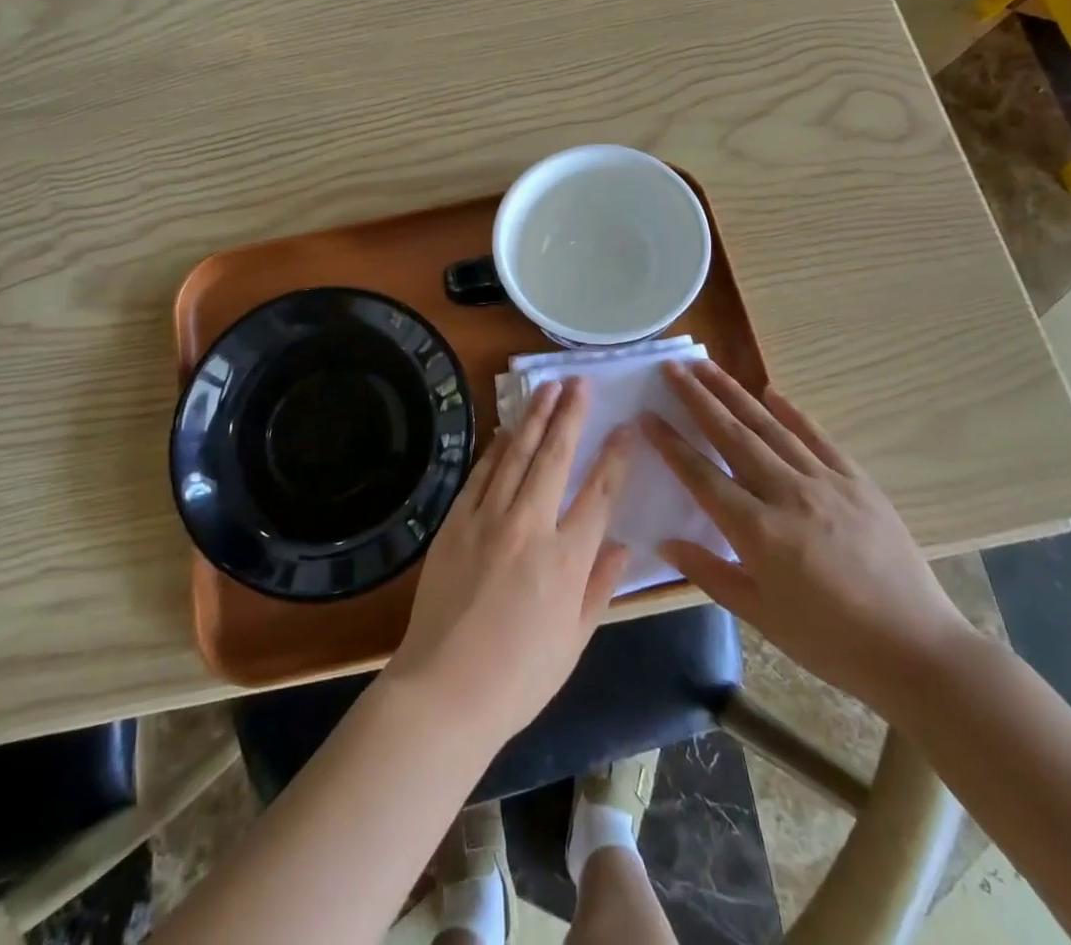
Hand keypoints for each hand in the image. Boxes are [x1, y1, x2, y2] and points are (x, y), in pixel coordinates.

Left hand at [383, 379, 630, 749]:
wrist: (444, 689)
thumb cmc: (519, 677)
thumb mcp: (575, 640)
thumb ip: (600, 587)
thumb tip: (622, 545)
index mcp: (567, 559)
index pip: (599, 492)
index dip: (615, 455)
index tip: (626, 426)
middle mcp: (529, 526)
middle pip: (554, 457)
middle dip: (570, 415)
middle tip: (580, 382)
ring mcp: (487, 519)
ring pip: (516, 455)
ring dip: (533, 418)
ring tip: (546, 387)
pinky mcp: (456, 523)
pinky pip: (480, 475)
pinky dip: (495, 449)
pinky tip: (505, 430)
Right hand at [643, 362, 974, 715]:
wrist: (917, 651)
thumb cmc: (830, 642)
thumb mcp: (760, 616)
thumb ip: (709, 573)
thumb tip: (665, 541)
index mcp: (758, 531)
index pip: (701, 475)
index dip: (671, 444)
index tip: (647, 415)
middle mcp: (787, 494)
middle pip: (733, 436)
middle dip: (698, 398)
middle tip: (672, 368)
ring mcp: (826, 482)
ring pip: (770, 427)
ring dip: (735, 393)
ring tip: (707, 367)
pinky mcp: (858, 482)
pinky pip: (818, 437)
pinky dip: (792, 412)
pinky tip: (771, 392)